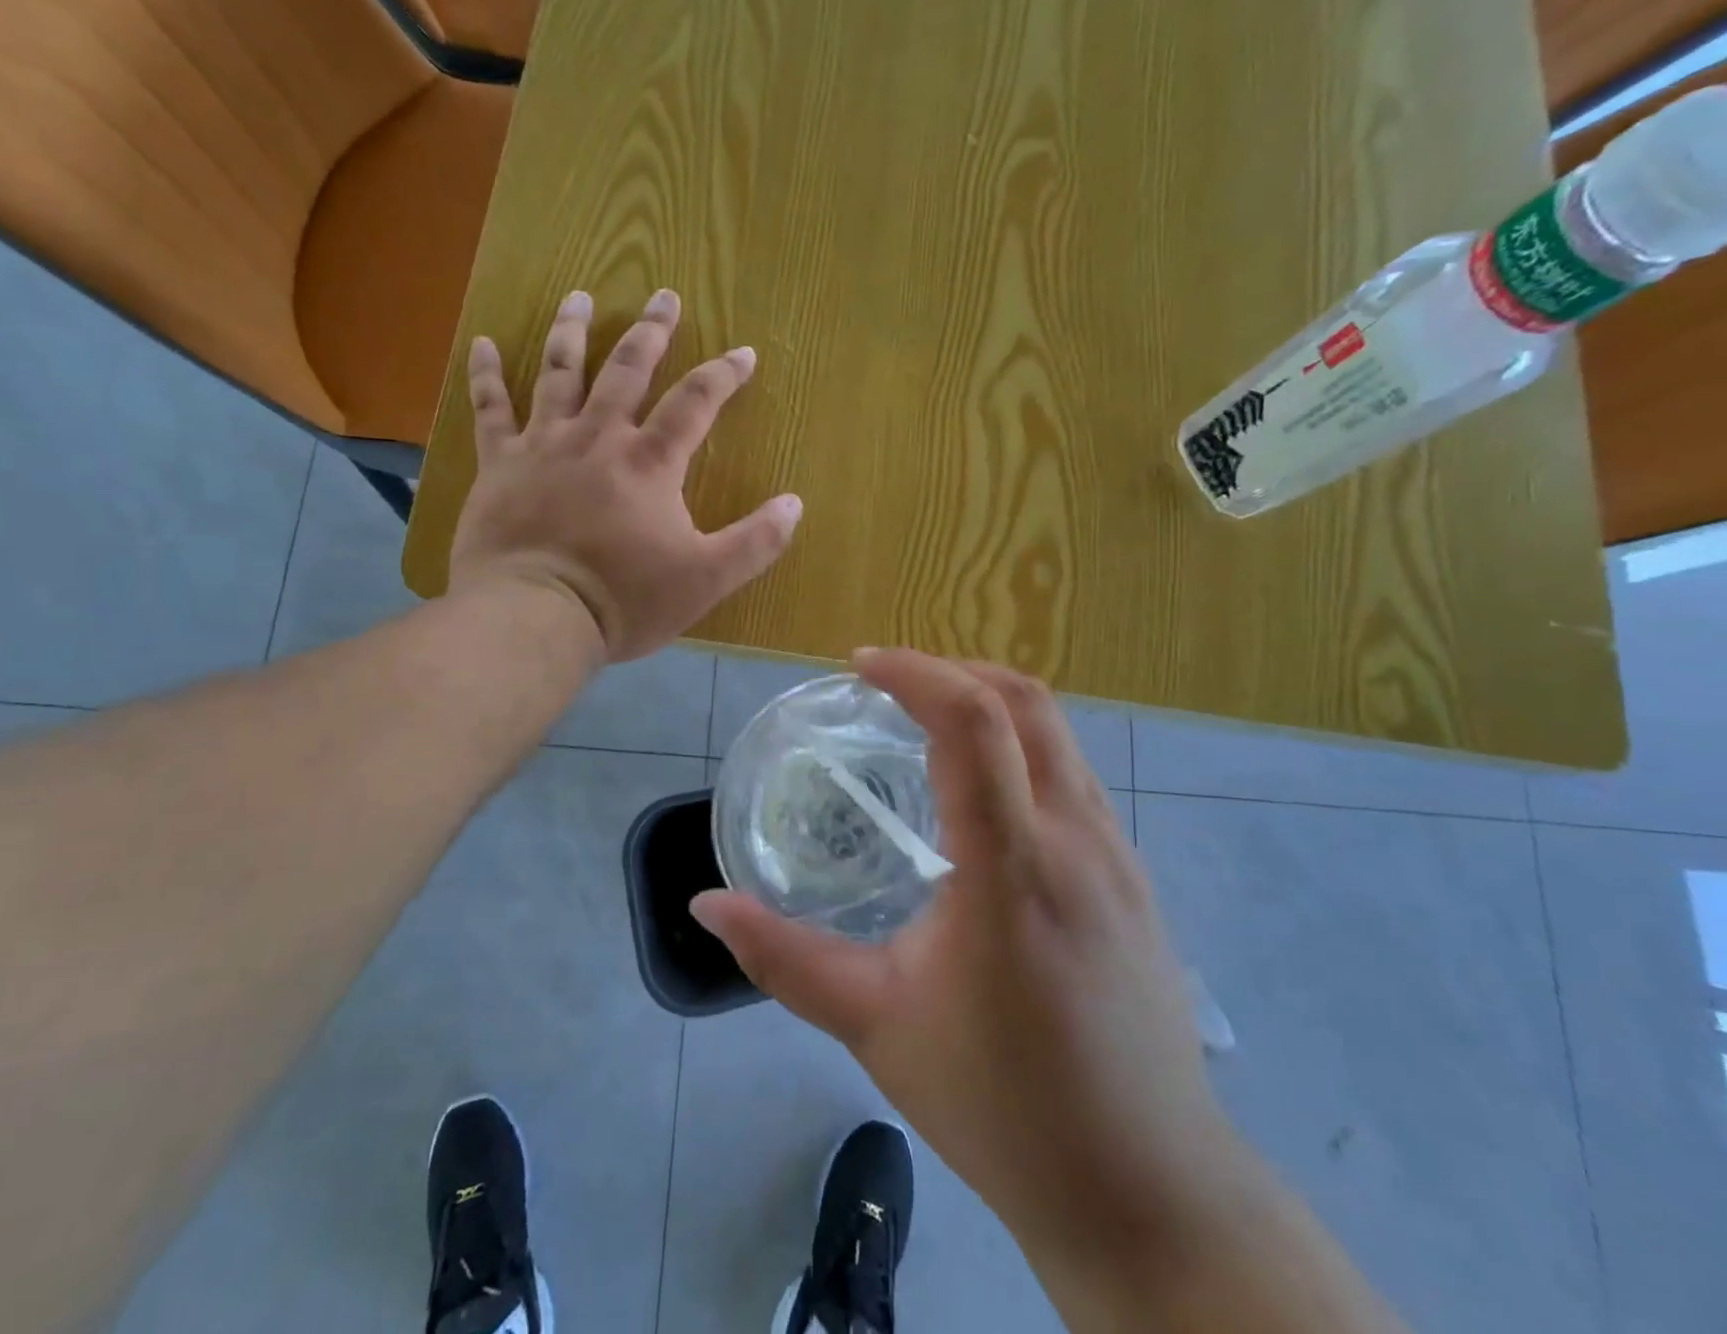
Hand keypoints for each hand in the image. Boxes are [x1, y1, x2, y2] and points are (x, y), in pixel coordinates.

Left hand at [449, 288, 802, 661]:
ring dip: (572, 331)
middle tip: (664, 296)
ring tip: (580, 296)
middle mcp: (598, 437)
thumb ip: (755, 542)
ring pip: (559, 373)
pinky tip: (483, 343)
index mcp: (650, 462)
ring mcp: (543, 445)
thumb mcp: (706, 579)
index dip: (723, 374)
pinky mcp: (499, 464)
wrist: (535, 616)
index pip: (695, 402)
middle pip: (627, 369)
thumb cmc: (624, 599)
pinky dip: (486, 374)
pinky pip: (490, 409)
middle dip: (651, 332)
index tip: (743, 352)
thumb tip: (795, 504)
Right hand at [693, 651, 1256, 1259]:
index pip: (972, 722)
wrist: (1149, 1191)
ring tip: (927, 723)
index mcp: (1010, 866)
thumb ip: (783, 957)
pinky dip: (1021, 745)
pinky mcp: (1136, 876)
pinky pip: (1074, 774)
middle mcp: (1077, 839)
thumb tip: (707, 906)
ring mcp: (1119, 854)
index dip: (913, 672)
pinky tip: (981, 794)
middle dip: (951, 669)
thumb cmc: (1001, 1105)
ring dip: (989, 702)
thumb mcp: (875, 1025)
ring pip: (1057, 733)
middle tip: (888, 684)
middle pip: (1025, 701)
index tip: (859, 665)